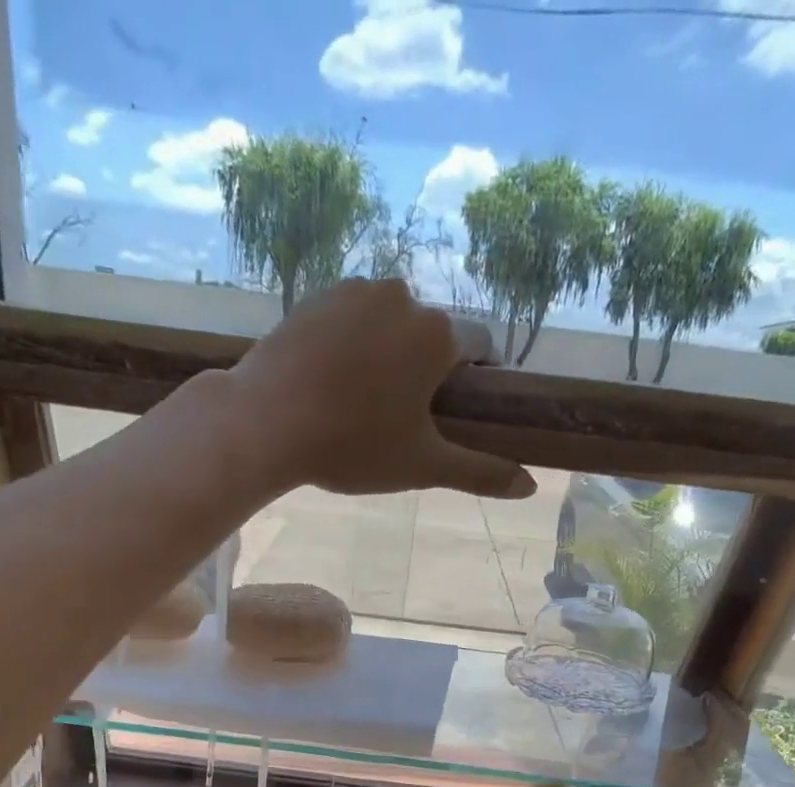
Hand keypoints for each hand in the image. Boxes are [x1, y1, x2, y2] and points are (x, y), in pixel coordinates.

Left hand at [227, 278, 535, 500]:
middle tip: (401, 417)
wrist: (264, 422)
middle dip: (427, 368)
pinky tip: (331, 381)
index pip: (480, 344)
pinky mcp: (316, 296)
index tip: (456, 410)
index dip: (475, 379)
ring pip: (390, 324)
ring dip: (388, 354)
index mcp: (438, 333)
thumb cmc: (353, 445)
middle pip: (432, 334)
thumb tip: (530, 486)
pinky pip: (351, 319)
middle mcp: (403, 296)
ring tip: (361, 401)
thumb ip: (480, 472)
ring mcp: (355, 291)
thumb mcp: (423, 466)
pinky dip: (352, 344)